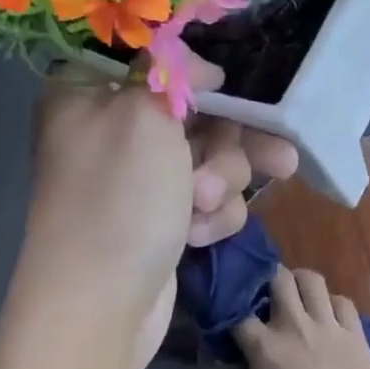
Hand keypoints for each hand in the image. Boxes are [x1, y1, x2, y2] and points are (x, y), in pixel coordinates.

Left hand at [22, 63, 297, 364]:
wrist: (100, 305)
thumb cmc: (119, 200)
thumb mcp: (144, 116)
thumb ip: (174, 74)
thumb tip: (201, 68)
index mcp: (93, 93)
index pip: (158, 63)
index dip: (202, 77)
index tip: (231, 91)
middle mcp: (114, 132)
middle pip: (198, 116)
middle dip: (230, 146)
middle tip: (276, 160)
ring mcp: (140, 181)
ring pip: (213, 162)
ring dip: (222, 185)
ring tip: (205, 208)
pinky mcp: (162, 220)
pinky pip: (207, 202)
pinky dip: (210, 218)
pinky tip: (197, 237)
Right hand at [233, 267, 369, 368]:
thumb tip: (230, 365)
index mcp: (265, 348)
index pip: (236, 314)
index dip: (229, 312)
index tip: (228, 318)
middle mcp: (295, 326)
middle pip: (277, 278)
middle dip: (267, 280)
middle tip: (265, 297)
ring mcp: (328, 326)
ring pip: (311, 279)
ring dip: (300, 282)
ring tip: (296, 297)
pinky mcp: (356, 333)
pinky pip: (342, 301)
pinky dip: (331, 302)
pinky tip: (328, 316)